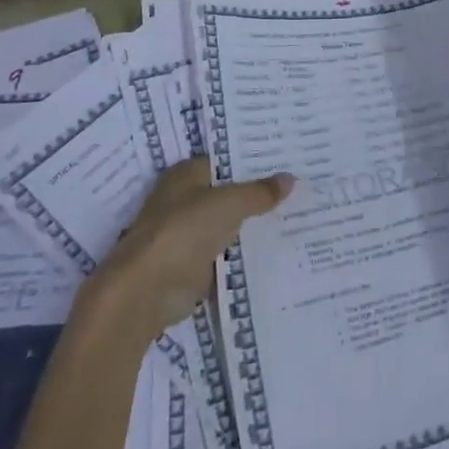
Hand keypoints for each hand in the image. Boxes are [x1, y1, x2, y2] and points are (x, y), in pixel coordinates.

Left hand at [89, 158, 293, 333]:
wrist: (148, 290)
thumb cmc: (184, 230)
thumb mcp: (230, 203)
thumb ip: (260, 192)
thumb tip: (291, 178)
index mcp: (187, 174)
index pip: (226, 160)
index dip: (254, 160)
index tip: (287, 159)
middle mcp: (185, 199)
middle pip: (230, 192)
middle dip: (259, 192)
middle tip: (301, 185)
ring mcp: (189, 234)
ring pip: (231, 223)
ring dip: (255, 224)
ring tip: (299, 213)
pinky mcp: (193, 265)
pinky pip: (228, 253)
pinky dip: (247, 252)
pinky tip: (279, 246)